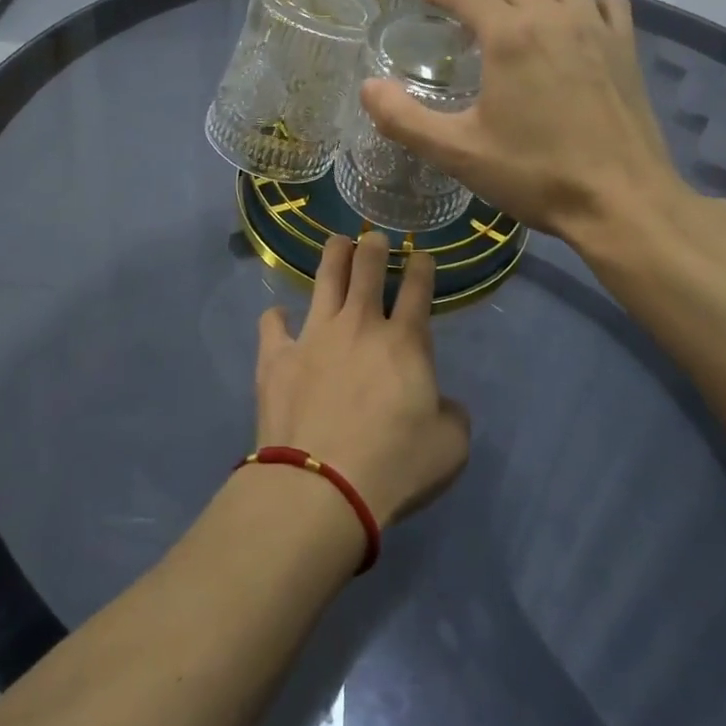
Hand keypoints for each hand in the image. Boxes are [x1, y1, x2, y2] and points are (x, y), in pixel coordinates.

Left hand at [254, 232, 470, 528]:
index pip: (418, 288)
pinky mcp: (278, 355)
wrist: (322, 486)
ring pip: (325, 277)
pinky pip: (273, 323)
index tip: (423, 256)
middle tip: (375, 239)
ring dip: (334, 255)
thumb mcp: (450, 448)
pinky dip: (277, 318)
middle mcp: (360, 324)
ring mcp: (315, 334)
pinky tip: (279, 318)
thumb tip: (444, 404)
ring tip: (338, 243)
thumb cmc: (394, 465)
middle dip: (375, 246)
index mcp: (404, 341)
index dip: (423, 266)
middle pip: (368, 267)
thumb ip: (452, 416)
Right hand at [359, 0, 679, 242]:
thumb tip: (367, 87)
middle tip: (468, 26)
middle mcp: (554, 17)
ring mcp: (597, 28)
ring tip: (521, 15)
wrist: (622, 202)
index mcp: (509, 36)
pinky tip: (576, 29)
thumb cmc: (536, 174)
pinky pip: (606, 3)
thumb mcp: (458, 153)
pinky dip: (585, 5)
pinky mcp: (627, 49)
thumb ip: (404, 119)